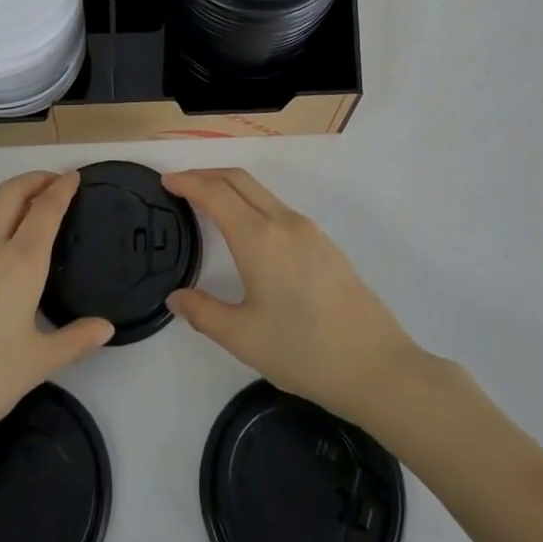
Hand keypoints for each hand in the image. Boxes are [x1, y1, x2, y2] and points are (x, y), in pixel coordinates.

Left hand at [0, 171, 113, 461]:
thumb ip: (75, 341)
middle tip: (49, 183)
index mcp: (22, 264)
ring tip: (8, 206)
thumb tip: (107, 327)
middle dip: (33, 180)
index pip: (47, 211)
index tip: (73, 177)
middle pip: (10, 193)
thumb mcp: (38, 365)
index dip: (62, 189)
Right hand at [164, 168, 425, 426]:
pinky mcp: (325, 243)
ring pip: (261, 192)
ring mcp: (308, 230)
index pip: (215, 193)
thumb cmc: (303, 352)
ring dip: (231, 187)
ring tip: (208, 203)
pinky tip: (247, 229)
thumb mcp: (243, 338)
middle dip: (206, 175)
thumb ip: (203, 312)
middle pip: (239, 180)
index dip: (188, 182)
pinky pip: (278, 208)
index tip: (166, 181)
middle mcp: (283, 222)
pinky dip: (252, 203)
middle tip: (180, 185)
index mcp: (259, 239)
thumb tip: (176, 297)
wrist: (376, 367)